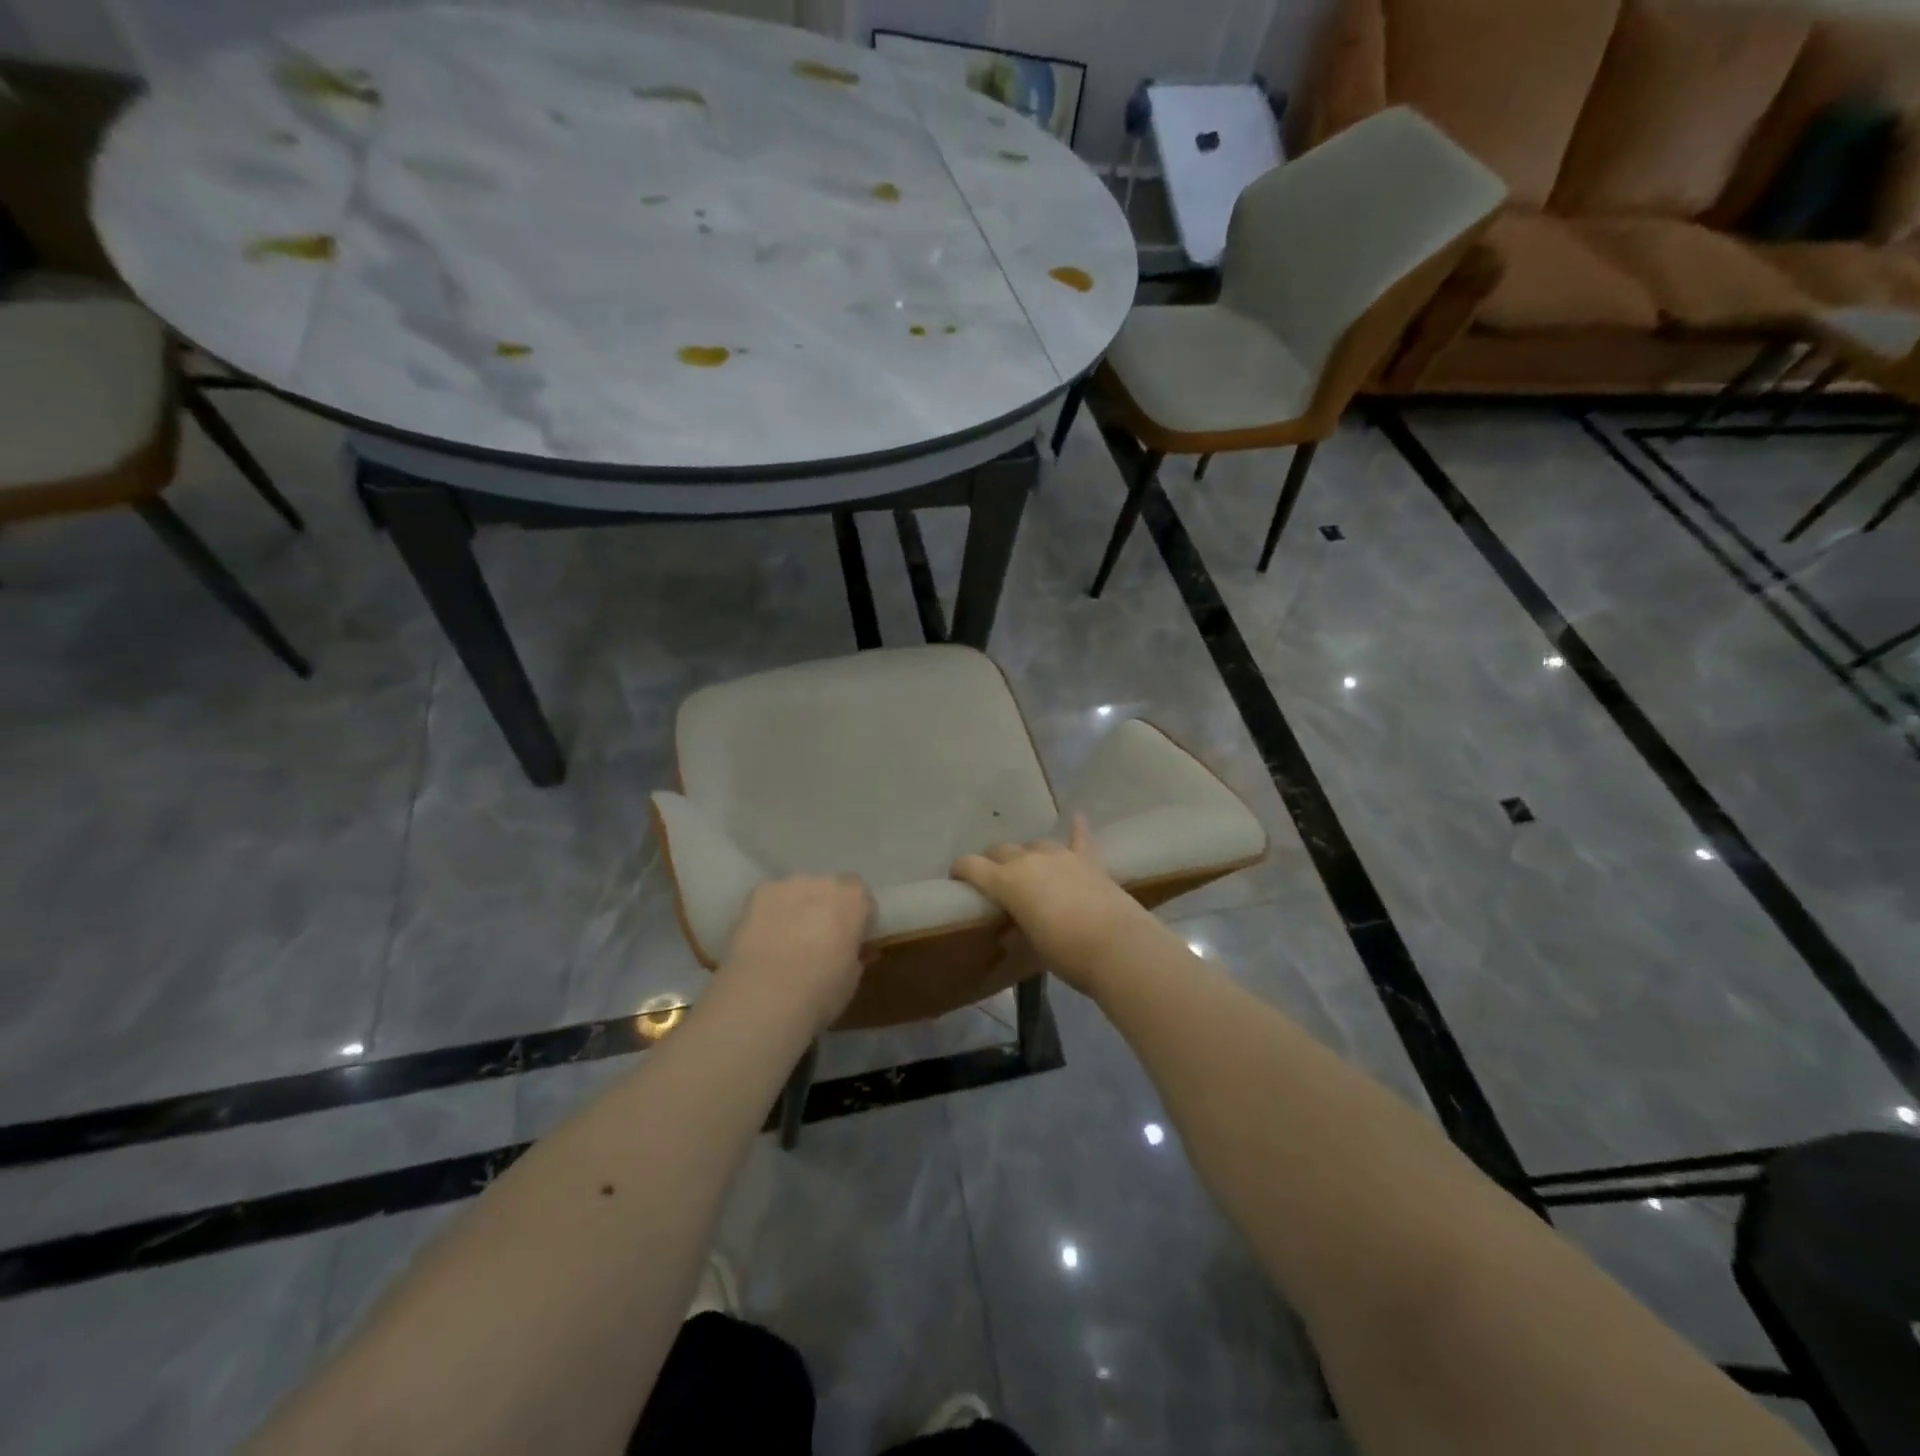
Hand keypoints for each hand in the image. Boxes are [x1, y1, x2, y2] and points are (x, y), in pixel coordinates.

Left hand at [721, 875, 874, 1032]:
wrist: (762, 1000)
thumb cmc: (818, 993)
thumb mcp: (851, 980)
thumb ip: (855, 955)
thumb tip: (852, 949)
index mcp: (853, 899)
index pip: (862, 896)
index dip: (858, 917)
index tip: (851, 939)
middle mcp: (822, 882)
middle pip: (830, 888)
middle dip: (828, 908)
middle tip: (820, 939)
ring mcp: (786, 885)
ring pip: (799, 891)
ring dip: (799, 907)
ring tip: (787, 941)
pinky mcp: (755, 895)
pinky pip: (771, 899)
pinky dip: (771, 913)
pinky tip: (764, 940)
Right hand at [952, 815, 1155, 994]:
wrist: (1117, 946)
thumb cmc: (1065, 953)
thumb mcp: (1030, 944)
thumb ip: (1017, 925)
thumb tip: (1012, 925)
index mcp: (1006, 881)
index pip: (971, 865)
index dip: (960, 870)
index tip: (957, 879)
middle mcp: (1029, 860)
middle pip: (1001, 850)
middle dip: (993, 862)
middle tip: (994, 881)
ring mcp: (1061, 856)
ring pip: (1035, 844)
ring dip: (1028, 854)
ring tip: (1030, 868)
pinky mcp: (1089, 860)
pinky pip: (1080, 837)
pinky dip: (1076, 829)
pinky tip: (1076, 816)